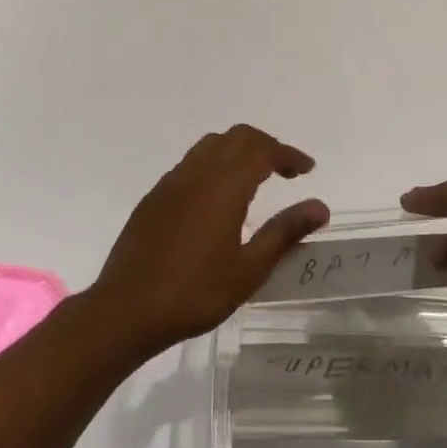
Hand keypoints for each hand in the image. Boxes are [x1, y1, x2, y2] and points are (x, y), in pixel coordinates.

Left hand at [88, 125, 329, 356]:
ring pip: (211, 145)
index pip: (263, 151)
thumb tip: (320, 207)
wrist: (125, 310)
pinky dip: (214, 163)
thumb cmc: (194, 292)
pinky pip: (191, 163)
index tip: (307, 168)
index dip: (288, 155)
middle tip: (285, 169)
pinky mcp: (155, 196)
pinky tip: (217, 196)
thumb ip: (284, 232)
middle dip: (265, 145)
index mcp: (224, 185)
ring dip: (238, 150)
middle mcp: (198, 172)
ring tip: (255, 176)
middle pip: (237, 137)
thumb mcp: (248, 270)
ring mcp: (172, 182)